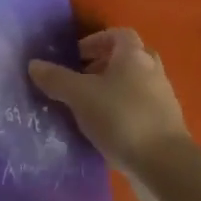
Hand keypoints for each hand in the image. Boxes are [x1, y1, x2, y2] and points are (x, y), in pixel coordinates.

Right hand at [28, 28, 191, 177]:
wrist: (164, 165)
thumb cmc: (121, 118)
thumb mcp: (80, 96)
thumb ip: (56, 79)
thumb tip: (34, 64)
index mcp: (134, 55)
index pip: (118, 34)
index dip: (96, 40)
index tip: (77, 56)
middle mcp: (152, 70)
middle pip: (129, 58)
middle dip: (105, 65)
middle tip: (82, 79)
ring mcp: (163, 99)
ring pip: (135, 85)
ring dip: (113, 90)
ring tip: (88, 108)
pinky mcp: (166, 126)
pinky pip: (140, 109)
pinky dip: (123, 112)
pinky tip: (105, 131)